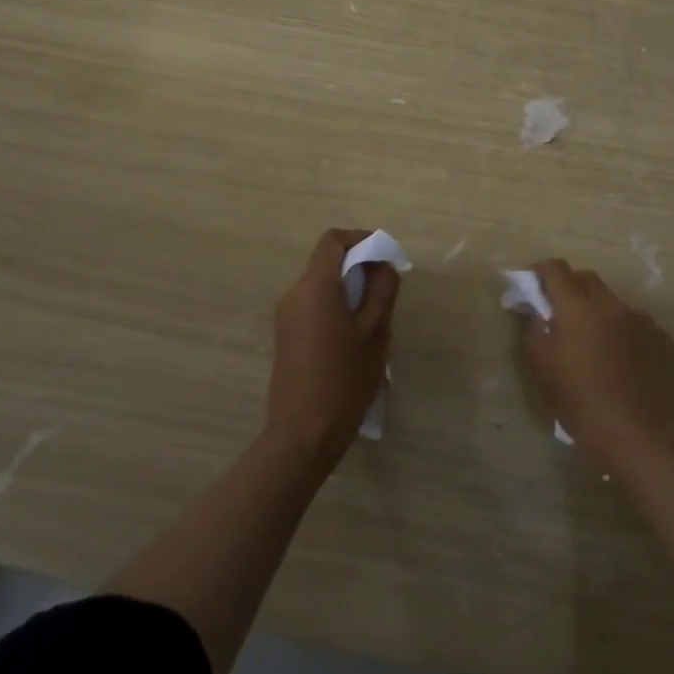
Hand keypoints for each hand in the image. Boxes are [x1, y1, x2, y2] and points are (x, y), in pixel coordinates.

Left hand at [265, 229, 399, 462]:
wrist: (303, 435)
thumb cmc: (344, 380)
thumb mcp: (375, 332)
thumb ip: (382, 290)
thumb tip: (383, 265)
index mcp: (315, 287)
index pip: (334, 240)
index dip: (361, 239)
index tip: (386, 256)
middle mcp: (294, 294)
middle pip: (327, 261)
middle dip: (359, 266)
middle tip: (386, 290)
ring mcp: (286, 316)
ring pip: (321, 284)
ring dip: (348, 288)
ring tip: (375, 316)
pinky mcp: (286, 336)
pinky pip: (314, 305)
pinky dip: (336, 305)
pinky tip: (354, 337)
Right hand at [519, 259, 673, 469]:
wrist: (642, 438)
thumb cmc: (583, 405)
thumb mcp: (544, 370)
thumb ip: (533, 329)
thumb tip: (530, 307)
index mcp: (578, 308)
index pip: (556, 269)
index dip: (541, 271)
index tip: (533, 285)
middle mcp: (612, 304)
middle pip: (587, 279)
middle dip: (571, 288)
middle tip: (560, 315)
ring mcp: (642, 320)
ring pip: (614, 303)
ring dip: (599, 313)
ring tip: (595, 346)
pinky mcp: (663, 339)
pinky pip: (637, 324)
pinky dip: (624, 333)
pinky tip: (623, 363)